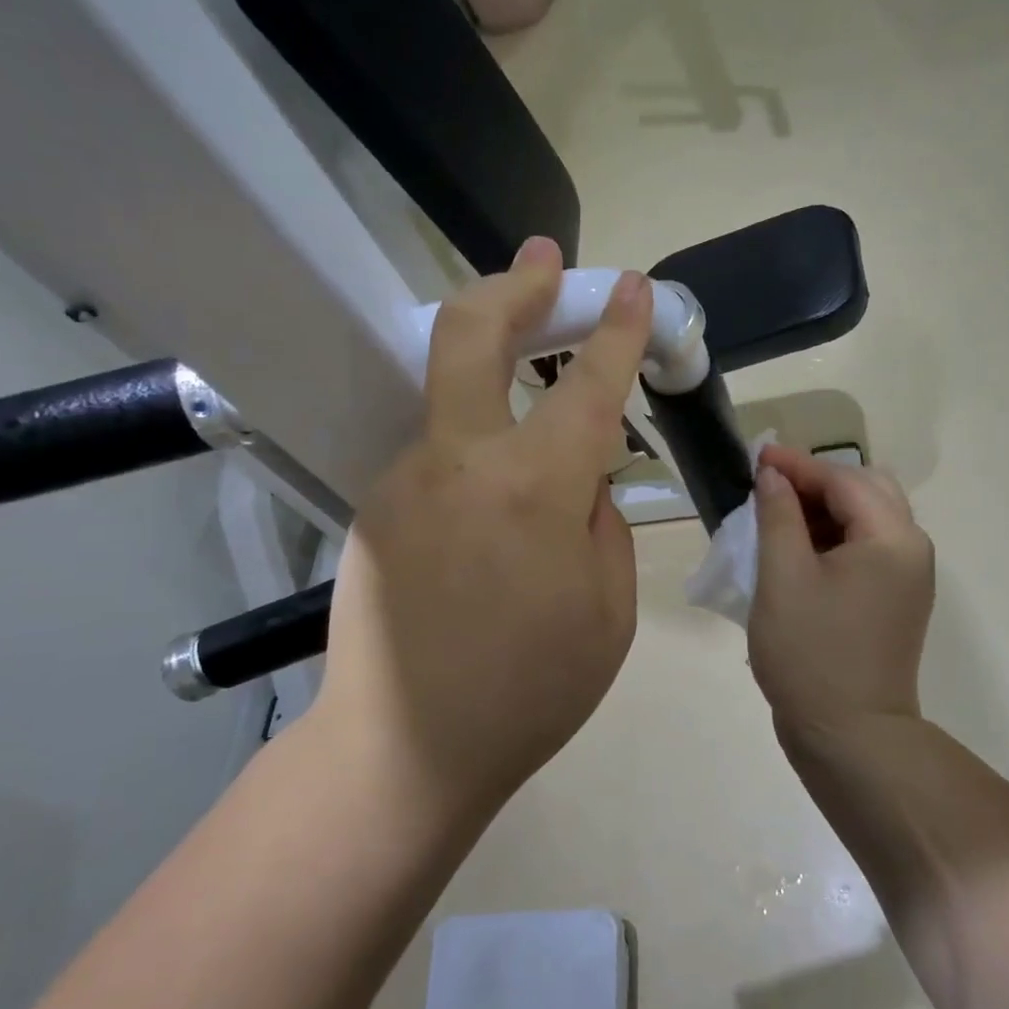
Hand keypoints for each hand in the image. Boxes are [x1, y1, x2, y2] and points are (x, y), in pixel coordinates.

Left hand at [312, 239, 651, 821]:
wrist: (405, 750)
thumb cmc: (530, 691)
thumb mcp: (609, 611)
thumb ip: (602, 523)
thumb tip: (584, 479)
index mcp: (533, 489)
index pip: (585, 384)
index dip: (615, 329)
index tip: (631, 286)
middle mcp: (459, 461)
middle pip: (470, 334)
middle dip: (515, 284)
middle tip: (545, 257)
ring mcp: (405, 479)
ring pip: (450, 392)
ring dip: (491, 360)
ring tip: (531, 363)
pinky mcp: (377, 507)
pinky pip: (440, 453)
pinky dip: (476, 440)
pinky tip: (496, 485)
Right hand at [748, 446, 935, 740]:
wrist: (851, 736)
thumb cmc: (810, 653)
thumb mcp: (782, 578)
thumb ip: (778, 516)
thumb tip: (774, 477)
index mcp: (891, 538)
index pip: (844, 480)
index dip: (797, 466)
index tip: (756, 457)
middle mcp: (911, 549)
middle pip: (867, 491)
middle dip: (817, 483)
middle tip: (770, 488)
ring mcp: (908, 578)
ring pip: (868, 520)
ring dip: (826, 510)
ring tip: (778, 517)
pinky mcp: (896, 601)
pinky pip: (868, 550)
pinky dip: (835, 539)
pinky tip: (800, 550)